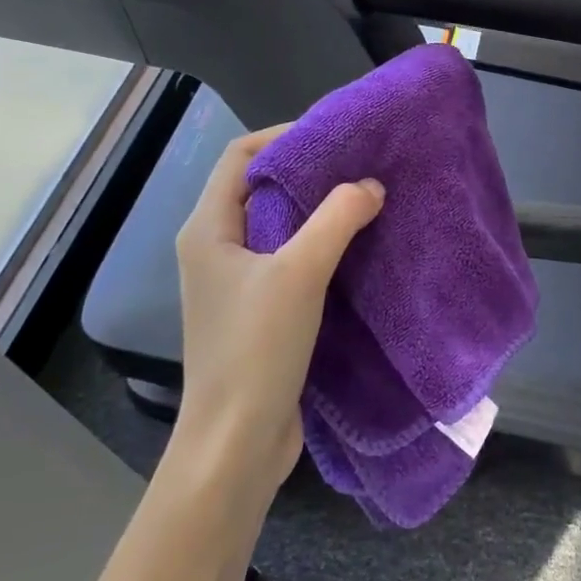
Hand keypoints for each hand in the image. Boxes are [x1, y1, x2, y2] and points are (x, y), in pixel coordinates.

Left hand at [171, 125, 384, 498]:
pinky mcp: (257, 309)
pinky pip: (288, 257)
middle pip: (260, 187)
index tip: (335, 136)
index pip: (241, 156)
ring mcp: (235, 281)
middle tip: (360, 164)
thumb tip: (371, 185)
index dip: (284, 136)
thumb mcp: (299, 273)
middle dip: (309, 171)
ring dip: (317, 209)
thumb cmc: (256, 349)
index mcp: (208, 228)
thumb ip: (337, 219)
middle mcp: (215, 247)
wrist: (237, 444)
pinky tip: (356, 246)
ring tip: (366, 198)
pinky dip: (319, 243)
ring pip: (278, 224)